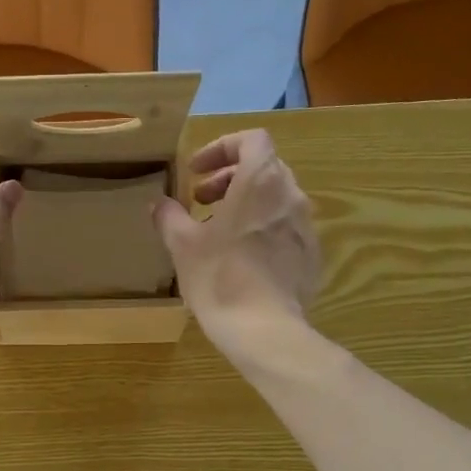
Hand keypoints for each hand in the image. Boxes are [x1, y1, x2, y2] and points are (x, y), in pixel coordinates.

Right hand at [154, 130, 319, 355]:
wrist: (264, 330)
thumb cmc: (219, 277)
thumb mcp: (182, 245)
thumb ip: (169, 216)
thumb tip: (159, 204)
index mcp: (261, 182)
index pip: (251, 140)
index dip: (221, 149)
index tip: (196, 171)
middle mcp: (291, 196)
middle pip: (264, 168)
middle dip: (229, 178)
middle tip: (201, 200)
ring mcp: (306, 228)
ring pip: (275, 199)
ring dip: (246, 204)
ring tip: (218, 230)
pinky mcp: (311, 257)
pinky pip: (285, 229)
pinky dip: (262, 229)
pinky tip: (241, 259)